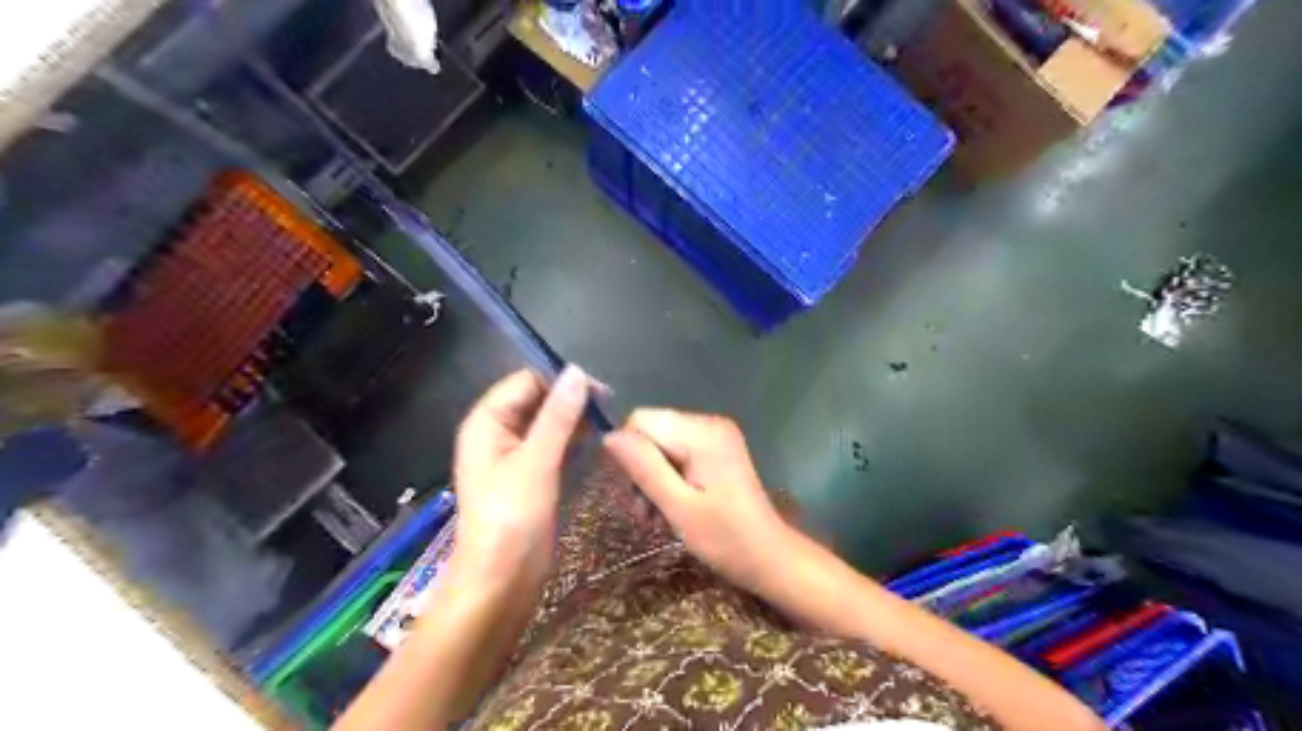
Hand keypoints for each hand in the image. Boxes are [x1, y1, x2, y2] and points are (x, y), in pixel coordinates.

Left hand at [451, 367, 587, 579]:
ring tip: (608, 423)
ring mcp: (516, 455)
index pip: (526, 382)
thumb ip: (557, 416)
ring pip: (548, 423)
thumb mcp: (536, 462)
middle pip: (537, 400)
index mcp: (487, 422)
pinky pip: (553, 445)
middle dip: (570, 400)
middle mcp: (499, 432)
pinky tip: (597, 441)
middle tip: (609, 408)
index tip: (598, 391)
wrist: (502, 580)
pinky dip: (572, 440)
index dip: (559, 381)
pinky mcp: (532, 475)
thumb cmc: (512, 518)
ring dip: (575, 420)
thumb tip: (577, 372)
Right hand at [603, 410, 792, 596]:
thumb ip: (644, 468)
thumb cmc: (725, 538)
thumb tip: (609, 436)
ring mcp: (715, 436)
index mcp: (701, 432)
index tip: (634, 493)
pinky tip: (670, 508)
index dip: (628, 454)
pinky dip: (668, 479)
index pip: (641, 420)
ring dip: (652, 479)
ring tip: (655, 516)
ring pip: (661, 445)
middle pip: (651, 432)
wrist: (769, 556)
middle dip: (640, 470)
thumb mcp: (678, 507)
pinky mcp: (717, 450)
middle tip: (644, 512)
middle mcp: (709, 423)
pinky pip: (677, 453)